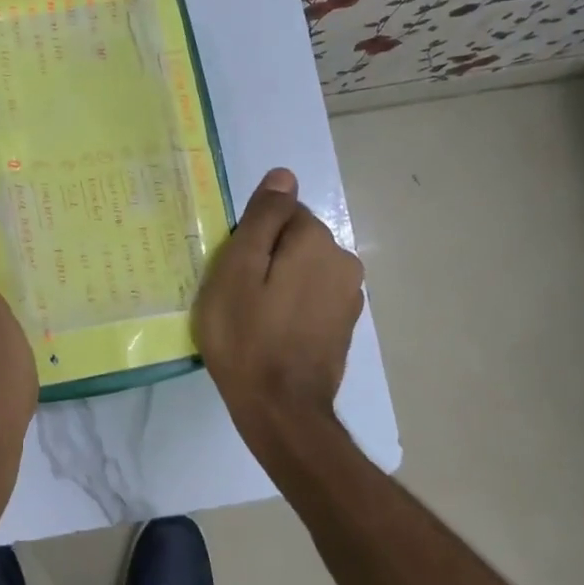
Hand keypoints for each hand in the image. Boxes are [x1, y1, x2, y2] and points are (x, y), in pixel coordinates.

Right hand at [194, 168, 364, 460]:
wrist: (280, 409)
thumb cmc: (246, 335)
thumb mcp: (237, 269)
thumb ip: (262, 218)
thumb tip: (284, 175)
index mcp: (317, 241)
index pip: (280, 214)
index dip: (251, 239)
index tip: (234, 270)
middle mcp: (344, 261)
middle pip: (295, 240)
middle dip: (268, 257)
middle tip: (239, 295)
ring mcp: (349, 296)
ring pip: (304, 269)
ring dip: (281, 282)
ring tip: (254, 316)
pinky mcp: (345, 325)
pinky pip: (312, 296)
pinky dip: (293, 304)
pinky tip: (274, 332)